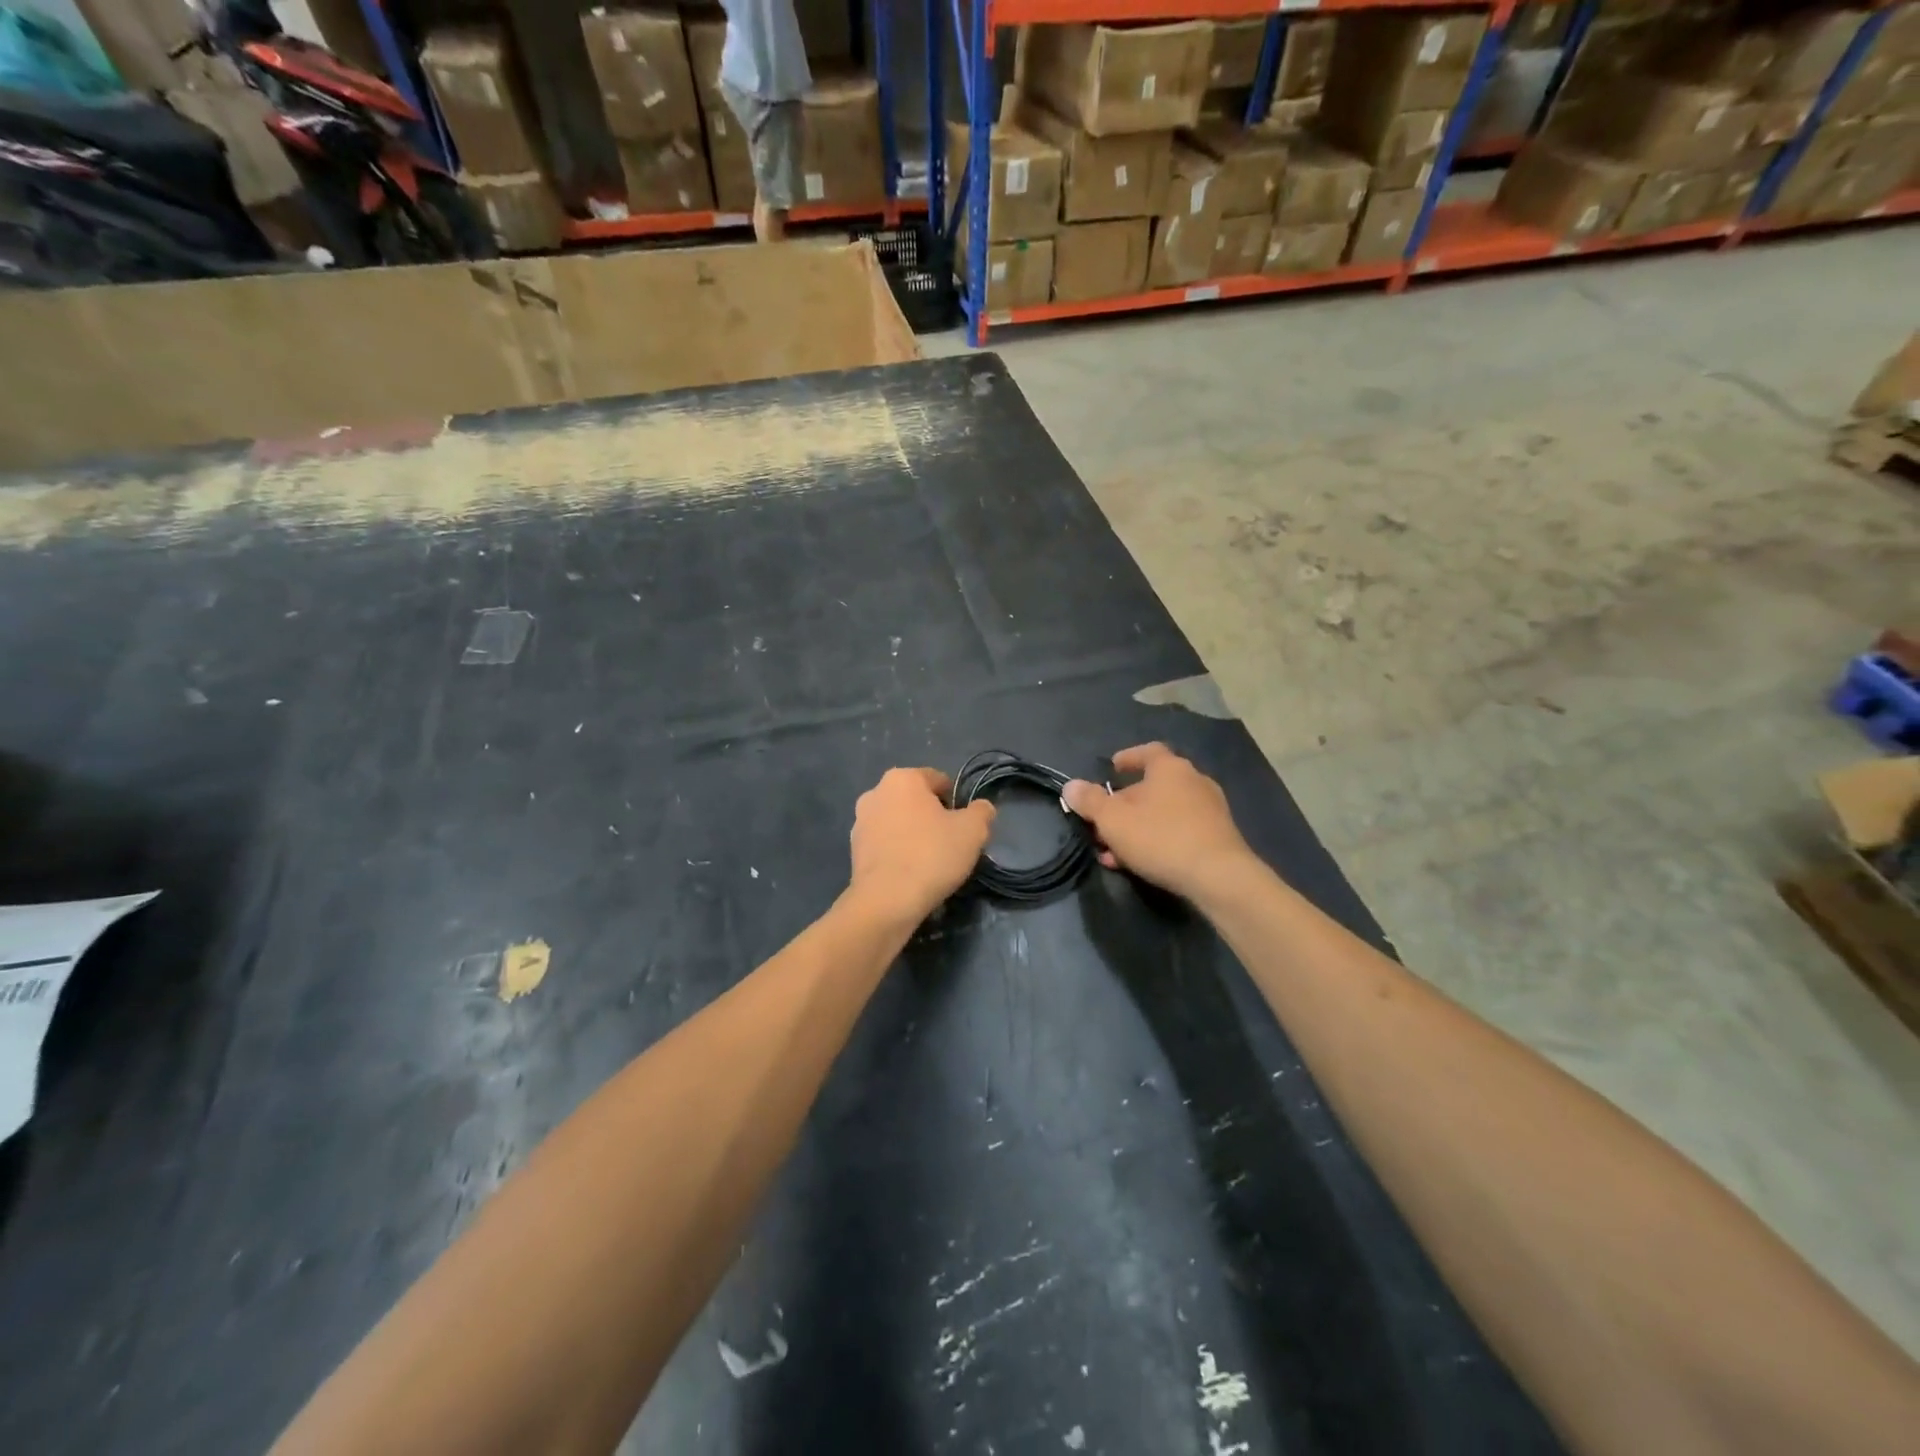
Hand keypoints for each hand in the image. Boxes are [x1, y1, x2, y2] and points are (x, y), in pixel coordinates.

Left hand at [847, 768, 995, 926]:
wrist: (887, 900)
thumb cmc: (932, 855)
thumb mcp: (973, 830)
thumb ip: (981, 812)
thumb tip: (981, 808)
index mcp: (902, 778)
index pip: (939, 780)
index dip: (956, 802)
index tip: (964, 827)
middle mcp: (876, 792)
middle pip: (916, 801)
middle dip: (933, 817)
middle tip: (950, 844)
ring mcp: (860, 821)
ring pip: (898, 822)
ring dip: (914, 834)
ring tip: (930, 862)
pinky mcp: (853, 849)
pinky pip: (885, 844)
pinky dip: (898, 852)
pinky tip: (911, 873)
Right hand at [1063, 744, 1253, 901]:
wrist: (1218, 877)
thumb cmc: (1160, 837)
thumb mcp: (1113, 820)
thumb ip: (1090, 801)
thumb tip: (1071, 786)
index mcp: (1170, 768)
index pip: (1148, 752)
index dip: (1128, 758)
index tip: (1113, 768)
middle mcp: (1194, 781)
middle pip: (1153, 786)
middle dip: (1126, 803)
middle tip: (1105, 822)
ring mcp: (1211, 809)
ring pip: (1165, 812)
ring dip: (1139, 826)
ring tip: (1117, 851)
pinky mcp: (1219, 836)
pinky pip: (1180, 830)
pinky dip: (1158, 839)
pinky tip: (1142, 862)